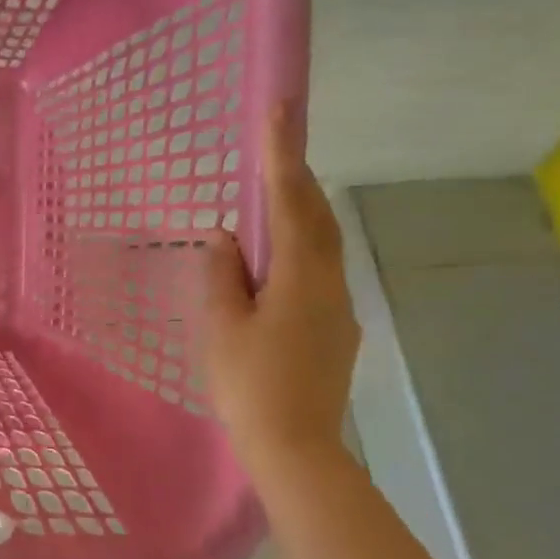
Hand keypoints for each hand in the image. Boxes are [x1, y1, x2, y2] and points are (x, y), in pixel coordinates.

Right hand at [202, 104, 359, 477]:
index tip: (280, 109)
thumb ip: (221, 275)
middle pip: (317, 217)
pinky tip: (274, 265)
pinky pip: (317, 273)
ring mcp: (338, 309)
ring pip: (321, 246)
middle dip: (298, 178)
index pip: (291, 201)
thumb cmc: (249, 384)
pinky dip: (298, 251)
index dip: (283, 153)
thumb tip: (224, 237)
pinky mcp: (335, 332)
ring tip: (272, 199)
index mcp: (300, 276)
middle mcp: (329, 283)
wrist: (295, 449)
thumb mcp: (221, 326)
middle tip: (278, 146)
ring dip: (300, 214)